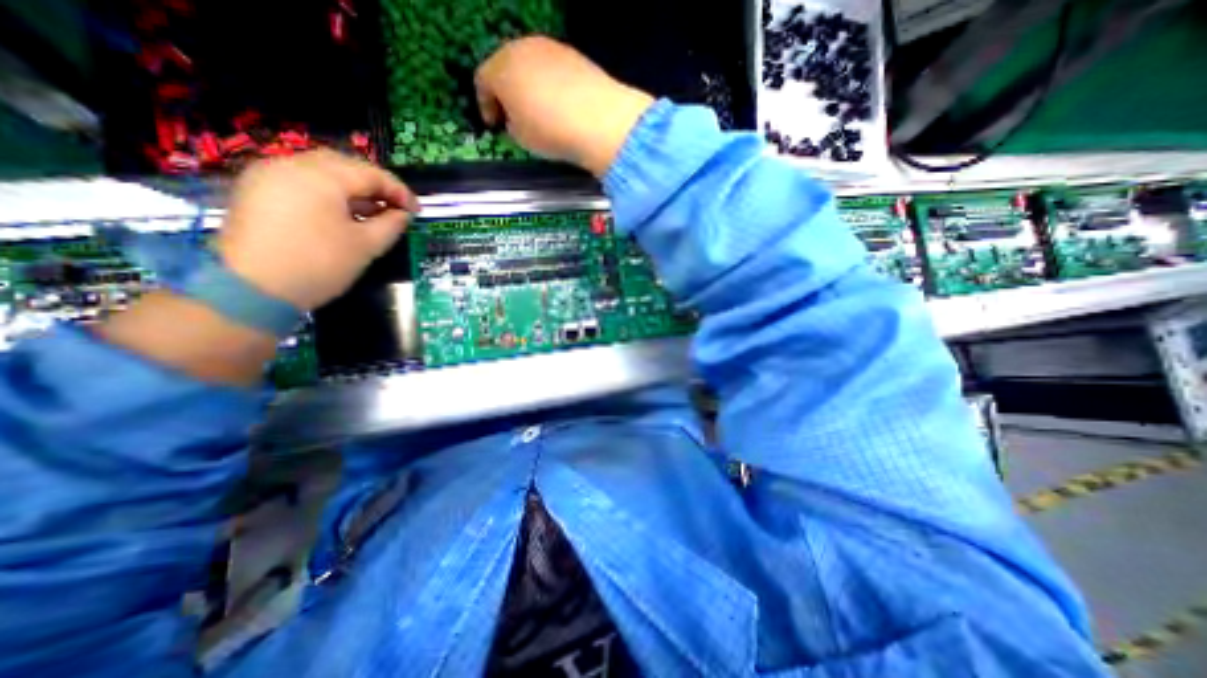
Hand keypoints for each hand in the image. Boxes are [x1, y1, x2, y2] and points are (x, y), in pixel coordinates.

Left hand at [215, 148, 420, 309]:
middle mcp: (292, 164)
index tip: (417, 211)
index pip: (371, 174)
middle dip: (375, 184)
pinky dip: (328, 192)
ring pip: (321, 170)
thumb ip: (391, 225)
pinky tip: (341, 212)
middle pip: (345, 165)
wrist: (252, 289)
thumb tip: (402, 214)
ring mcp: (268, 175)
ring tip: (372, 211)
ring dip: (352, 187)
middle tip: (395, 206)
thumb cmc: (320, 264)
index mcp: (321, 176)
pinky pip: (302, 180)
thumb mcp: (367, 246)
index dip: (399, 191)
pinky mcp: (256, 190)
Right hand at [476, 33, 656, 176]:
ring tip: (539, 115)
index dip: (485, 105)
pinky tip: (560, 107)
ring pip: (531, 65)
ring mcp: (551, 48)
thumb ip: (510, 124)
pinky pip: (553, 70)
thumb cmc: (551, 132)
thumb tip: (515, 119)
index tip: (493, 125)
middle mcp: (522, 48)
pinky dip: (551, 86)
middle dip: (507, 93)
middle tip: (513, 118)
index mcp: (501, 68)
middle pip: (506, 67)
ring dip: (530, 87)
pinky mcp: (574, 55)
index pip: (482, 81)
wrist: (599, 120)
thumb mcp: (520, 137)